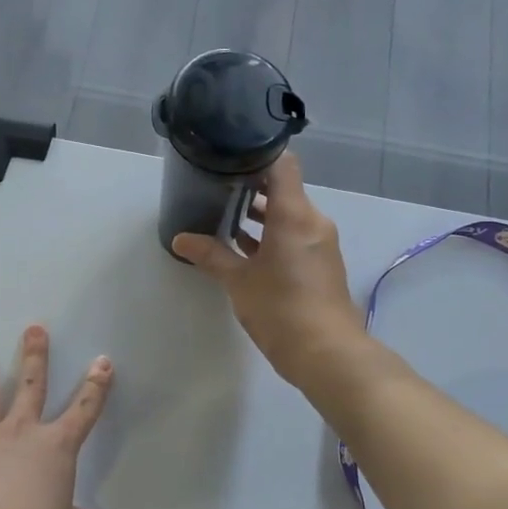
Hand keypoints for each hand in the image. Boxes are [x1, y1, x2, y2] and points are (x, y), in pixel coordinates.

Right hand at [171, 155, 366, 388]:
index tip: (229, 156)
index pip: (282, 165)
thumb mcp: (239, 281)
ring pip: (288, 215)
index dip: (257, 155)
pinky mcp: (320, 263)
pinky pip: (294, 235)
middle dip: (251, 187)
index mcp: (295, 214)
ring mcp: (319, 242)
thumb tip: (180, 239)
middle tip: (216, 186)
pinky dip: (272, 235)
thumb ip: (211, 255)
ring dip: (261, 215)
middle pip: (284, 189)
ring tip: (224, 215)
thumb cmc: (281, 308)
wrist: (327, 353)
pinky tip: (244, 248)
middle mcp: (312, 221)